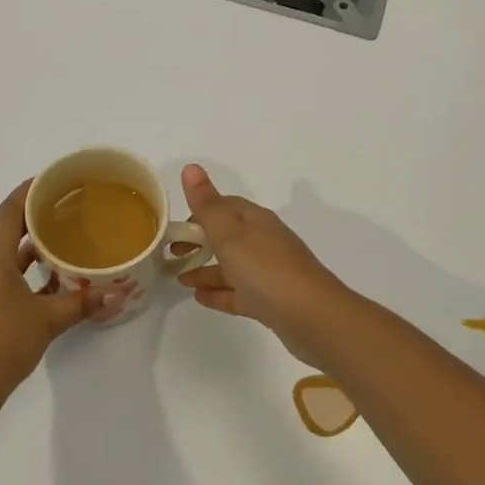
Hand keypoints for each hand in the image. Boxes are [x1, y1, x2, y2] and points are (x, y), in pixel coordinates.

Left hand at [0, 181, 102, 412]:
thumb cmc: (1, 344)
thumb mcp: (48, 320)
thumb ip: (83, 303)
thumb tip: (120, 293)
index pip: (8, 212)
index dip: (28, 191)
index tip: (52, 180)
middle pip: (6, 231)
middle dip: (34, 219)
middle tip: (67, 210)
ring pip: (4, 258)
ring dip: (30, 249)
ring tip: (63, 243)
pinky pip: (0, 278)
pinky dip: (23, 274)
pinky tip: (48, 284)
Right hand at [176, 165, 355, 369]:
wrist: (312, 317)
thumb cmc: (266, 269)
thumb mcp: (230, 234)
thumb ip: (208, 205)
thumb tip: (191, 167)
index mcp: (257, 221)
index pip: (225, 206)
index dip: (200, 212)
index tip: (176, 229)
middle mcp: (265, 242)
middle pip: (228, 236)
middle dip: (200, 242)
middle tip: (171, 255)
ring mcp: (270, 273)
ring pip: (232, 267)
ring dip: (206, 270)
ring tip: (179, 278)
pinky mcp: (272, 301)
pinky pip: (240, 293)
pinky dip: (220, 293)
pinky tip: (200, 298)